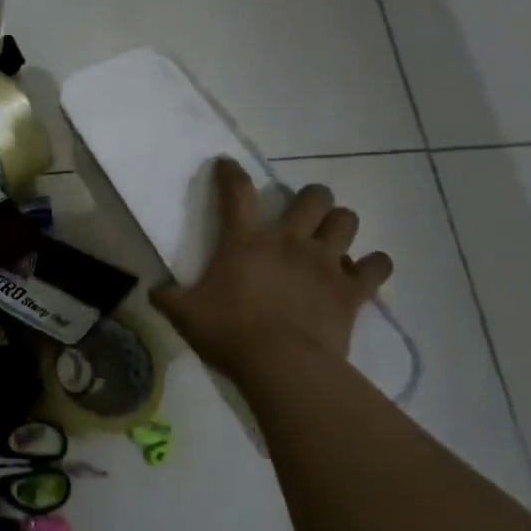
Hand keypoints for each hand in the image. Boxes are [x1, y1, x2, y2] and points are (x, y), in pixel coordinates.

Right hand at [151, 159, 392, 378]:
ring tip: (330, 238)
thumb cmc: (230, 333)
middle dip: (311, 198)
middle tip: (302, 213)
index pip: (236, 191)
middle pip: (313, 197)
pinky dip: (373, 266)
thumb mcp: (185, 315)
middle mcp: (289, 240)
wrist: (282, 366)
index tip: (226, 164)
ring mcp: (325, 262)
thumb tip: (152, 291)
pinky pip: (377, 266)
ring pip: (346, 220)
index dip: (230, 172)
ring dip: (339, 224)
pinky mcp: (351, 289)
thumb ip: (167, 297)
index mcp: (246, 240)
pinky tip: (363, 273)